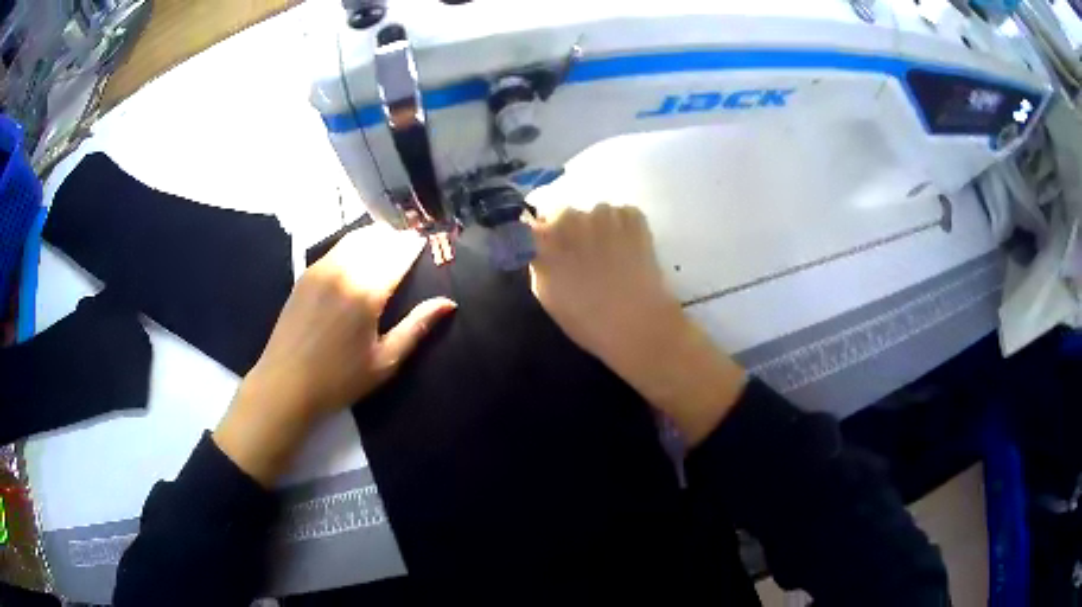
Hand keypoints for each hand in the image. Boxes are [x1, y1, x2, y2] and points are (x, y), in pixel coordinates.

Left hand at [214, 224, 455, 484]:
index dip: (413, 246)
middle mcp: (343, 271)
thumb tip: (448, 303)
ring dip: (375, 238)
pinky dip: (354, 245)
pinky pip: (336, 248)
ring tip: (387, 246)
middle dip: (396, 238)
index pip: (397, 254)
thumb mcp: (385, 361)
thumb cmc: (339, 379)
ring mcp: (321, 269)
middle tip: (408, 244)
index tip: (425, 243)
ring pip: (354, 238)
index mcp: (366, 292)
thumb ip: (417, 327)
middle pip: (376, 239)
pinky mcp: (306, 274)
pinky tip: (358, 257)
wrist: (286, 384)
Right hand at [529, 204, 745, 444]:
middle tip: (582, 256)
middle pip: (564, 213)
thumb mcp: (548, 295)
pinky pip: (621, 214)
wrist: (639, 324)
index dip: (538, 232)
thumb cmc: (587, 319)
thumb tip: (538, 246)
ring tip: (610, 256)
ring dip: (598, 228)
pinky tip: (629, 252)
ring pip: (595, 214)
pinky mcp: (633, 216)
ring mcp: (605, 213)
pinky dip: (623, 227)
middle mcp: (572, 217)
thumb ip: (538, 263)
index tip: (543, 244)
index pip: (531, 221)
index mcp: (546, 239)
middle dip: (570, 229)